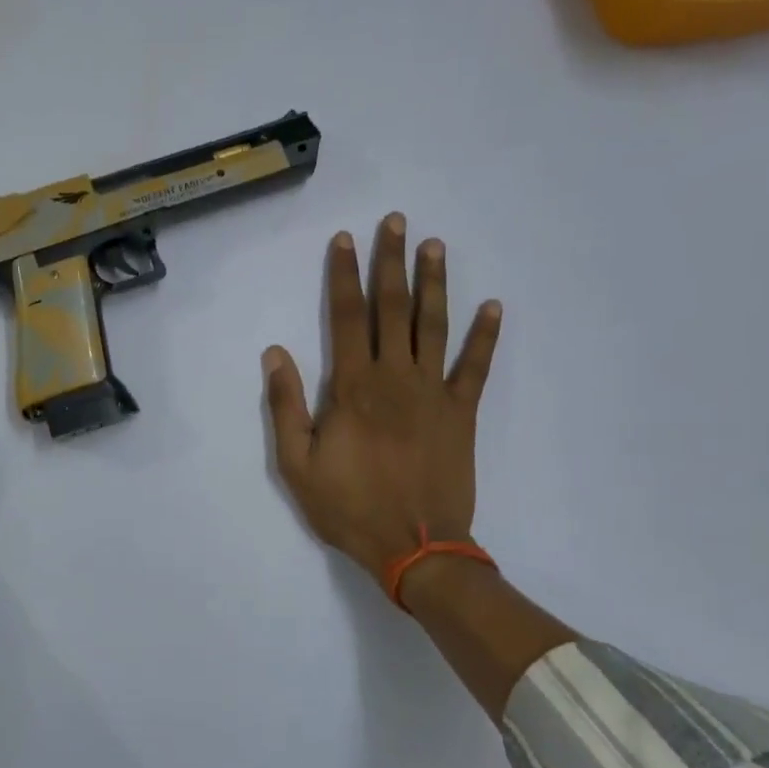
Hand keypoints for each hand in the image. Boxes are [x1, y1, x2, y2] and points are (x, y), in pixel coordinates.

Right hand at [263, 213, 501, 588]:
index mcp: (352, 387)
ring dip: (435, 283)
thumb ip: (285, 405)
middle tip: (396, 222)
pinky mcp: (462, 413)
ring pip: (434, 326)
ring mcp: (434, 393)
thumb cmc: (347, 506)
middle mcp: (395, 377)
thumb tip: (274, 353)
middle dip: (391, 262)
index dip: (343, 276)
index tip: (344, 240)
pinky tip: (493, 306)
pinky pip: (476, 367)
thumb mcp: (296, 464)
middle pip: (392, 308)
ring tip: (436, 246)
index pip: (345, 317)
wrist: (414, 546)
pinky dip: (485, 336)